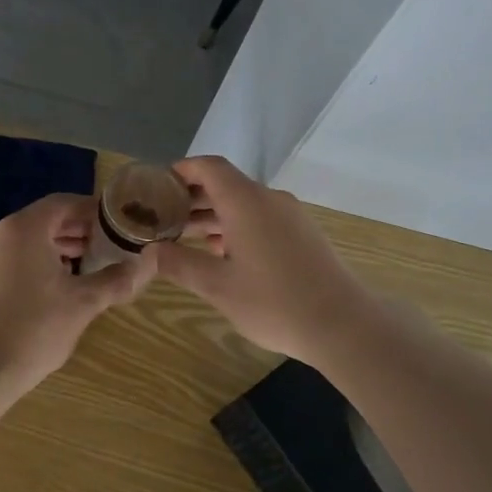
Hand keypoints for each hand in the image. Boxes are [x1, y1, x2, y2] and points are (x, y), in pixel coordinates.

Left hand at [0, 193, 156, 389]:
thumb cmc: (35, 329)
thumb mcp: (84, 302)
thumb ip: (115, 279)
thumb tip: (142, 265)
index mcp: (24, 228)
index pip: (64, 203)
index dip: (92, 211)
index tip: (115, 223)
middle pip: (44, 220)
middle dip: (76, 231)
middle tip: (105, 246)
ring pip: (25, 240)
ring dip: (55, 247)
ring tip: (84, 266)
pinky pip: (9, 257)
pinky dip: (33, 262)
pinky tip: (52, 285)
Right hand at [154, 156, 376, 363]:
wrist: (343, 324)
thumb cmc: (274, 302)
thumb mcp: (218, 287)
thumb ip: (180, 264)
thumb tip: (149, 252)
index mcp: (246, 202)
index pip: (209, 167)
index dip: (182, 170)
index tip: (158, 185)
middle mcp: (269, 199)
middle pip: (226, 184)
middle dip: (193, 197)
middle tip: (163, 217)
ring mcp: (291, 215)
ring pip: (244, 203)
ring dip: (215, 214)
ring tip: (186, 237)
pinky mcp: (303, 234)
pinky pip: (262, 218)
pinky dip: (237, 226)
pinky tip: (223, 253)